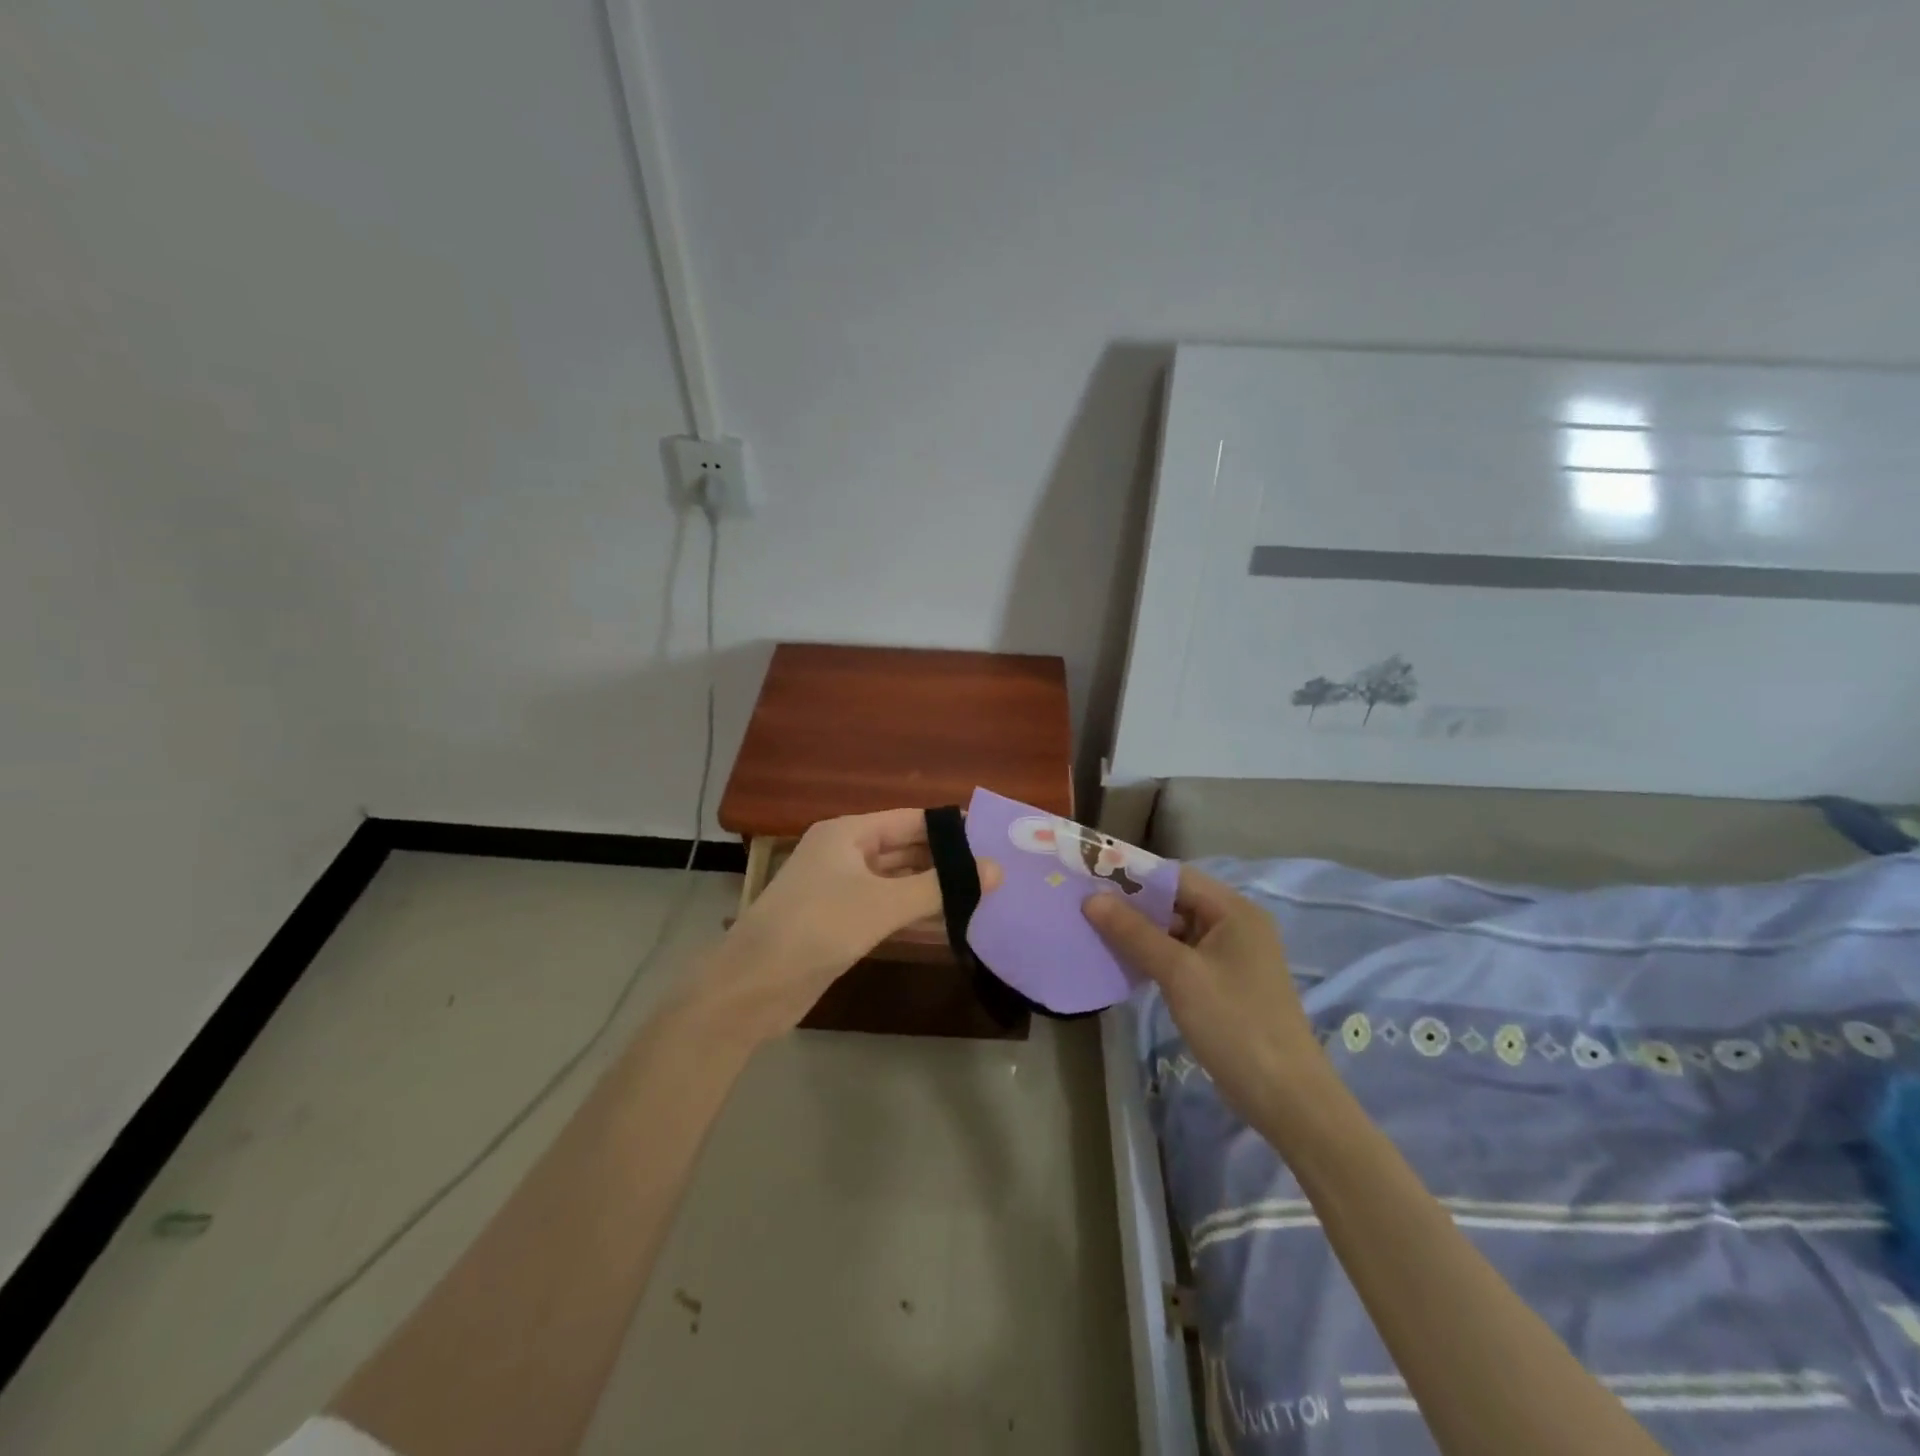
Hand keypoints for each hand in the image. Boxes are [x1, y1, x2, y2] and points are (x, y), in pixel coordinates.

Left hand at [698, 809, 997, 1044]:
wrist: (753, 987)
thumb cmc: (818, 928)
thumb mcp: (882, 903)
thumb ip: (939, 886)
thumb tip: (996, 870)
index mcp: (847, 833)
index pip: (910, 820)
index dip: (950, 829)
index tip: (994, 840)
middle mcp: (844, 854)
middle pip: (904, 849)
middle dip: (946, 861)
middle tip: (996, 872)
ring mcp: (840, 889)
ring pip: (896, 881)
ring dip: (932, 889)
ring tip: (983, 896)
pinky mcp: (839, 923)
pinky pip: (885, 909)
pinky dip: (913, 913)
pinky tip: (949, 924)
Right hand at [1084, 867, 1326, 1119]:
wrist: (1285, 1097)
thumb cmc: (1234, 1023)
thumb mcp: (1179, 974)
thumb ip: (1134, 932)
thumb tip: (1091, 898)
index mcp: (1234, 910)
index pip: (1176, 876)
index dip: (1133, 875)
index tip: (1091, 879)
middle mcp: (1236, 925)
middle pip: (1176, 901)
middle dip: (1133, 905)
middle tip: (1086, 907)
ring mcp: (1232, 956)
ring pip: (1177, 930)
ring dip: (1141, 932)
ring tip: (1096, 932)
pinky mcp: (1225, 984)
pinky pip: (1183, 956)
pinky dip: (1155, 956)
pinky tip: (1125, 963)